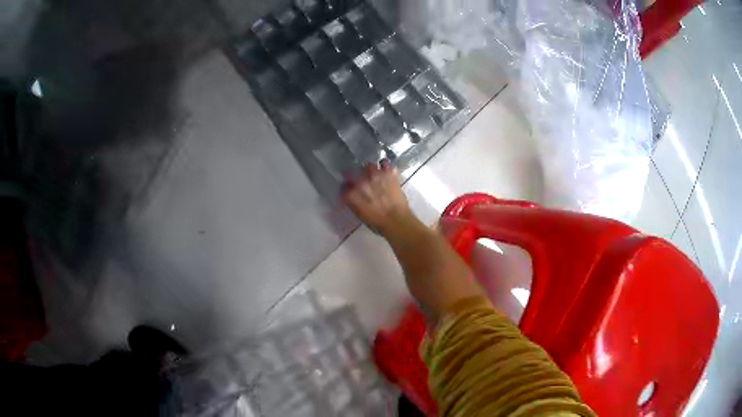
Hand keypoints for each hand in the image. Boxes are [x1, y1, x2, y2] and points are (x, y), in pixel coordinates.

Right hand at [342, 160, 414, 235]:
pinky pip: (385, 163)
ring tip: (376, 176)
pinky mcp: (388, 173)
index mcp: (352, 194)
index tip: (351, 189)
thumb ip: (353, 202)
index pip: (344, 186)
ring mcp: (375, 175)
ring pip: (370, 166)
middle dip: (359, 177)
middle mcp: (361, 181)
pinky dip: (386, 167)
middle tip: (365, 182)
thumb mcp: (360, 215)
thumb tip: (352, 196)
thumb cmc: (378, 223)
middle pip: (356, 172)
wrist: (397, 221)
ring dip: (372, 170)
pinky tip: (387, 172)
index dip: (348, 188)